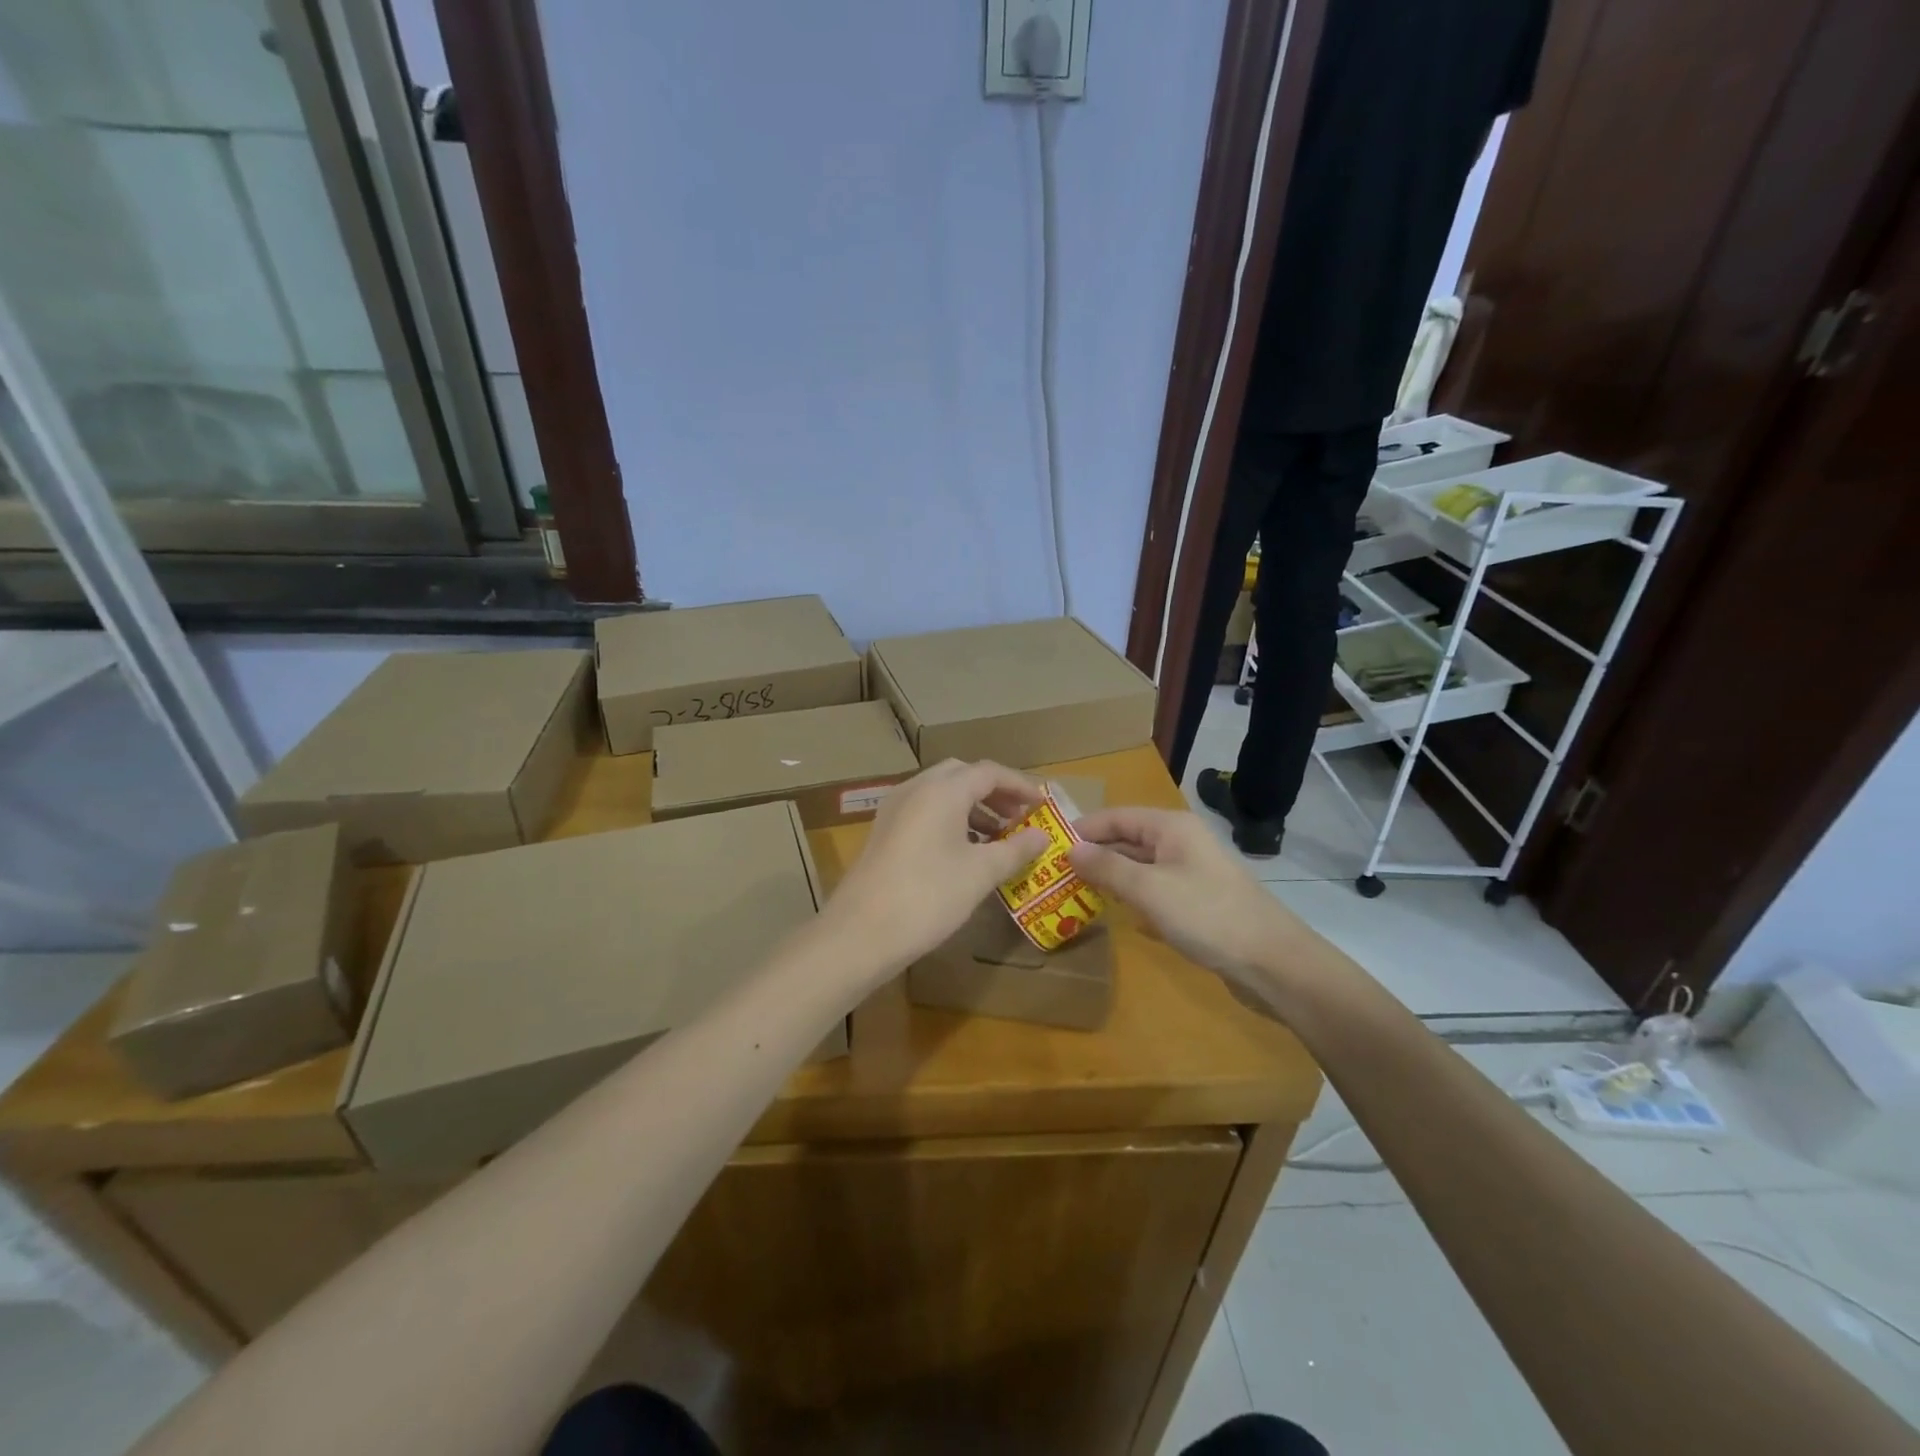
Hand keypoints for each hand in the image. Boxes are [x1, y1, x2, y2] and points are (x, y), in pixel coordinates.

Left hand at [820, 759, 1049, 977]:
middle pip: (962, 775)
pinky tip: (964, 850)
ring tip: (998, 837)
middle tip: (1019, 816)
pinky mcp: (884, 831)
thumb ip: (1015, 849)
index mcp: (942, 790)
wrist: (860, 932)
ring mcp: (895, 808)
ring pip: (941, 792)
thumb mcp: (980, 873)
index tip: (1042, 805)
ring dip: (972, 806)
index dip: (1019, 785)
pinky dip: (950, 819)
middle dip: (994, 792)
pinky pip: (924, 810)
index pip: (989, 772)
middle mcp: (916, 788)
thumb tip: (1041, 836)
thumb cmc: (928, 896)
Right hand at [1068, 807, 1311, 993]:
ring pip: (1140, 868)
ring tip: (1073, 893)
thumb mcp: (1149, 889)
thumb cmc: (1207, 915)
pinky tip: (1114, 915)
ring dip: (1110, 879)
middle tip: (1054, 874)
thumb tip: (1070, 849)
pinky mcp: (1196, 902)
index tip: (1048, 847)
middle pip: (1127, 841)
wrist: (1273, 963)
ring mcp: (1190, 873)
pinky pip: (1154, 892)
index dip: (1083, 829)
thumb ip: (1107, 868)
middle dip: (1094, 856)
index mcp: (1171, 827)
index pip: (1116, 817)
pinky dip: (1132, 899)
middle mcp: (1180, 843)